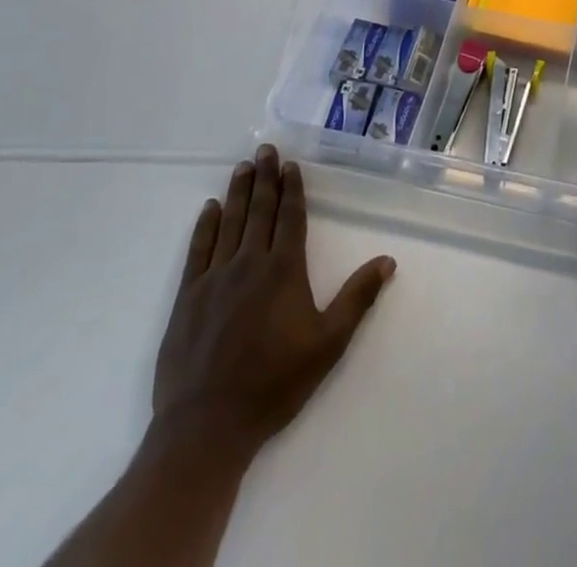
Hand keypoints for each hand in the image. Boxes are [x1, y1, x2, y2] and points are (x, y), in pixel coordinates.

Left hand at [148, 144, 395, 465]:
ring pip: (230, 222)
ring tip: (242, 166)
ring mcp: (215, 278)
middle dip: (264, 178)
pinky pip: (199, 249)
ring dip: (238, 192)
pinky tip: (210, 208)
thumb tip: (388, 260)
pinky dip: (205, 225)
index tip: (290, 165)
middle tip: (265, 149)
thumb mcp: (328, 345)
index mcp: (283, 271)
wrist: (206, 427)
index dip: (292, 189)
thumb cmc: (274, 385)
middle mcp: (249, 263)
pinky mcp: (188, 297)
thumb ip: (357, 299)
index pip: (290, 218)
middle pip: (259, 211)